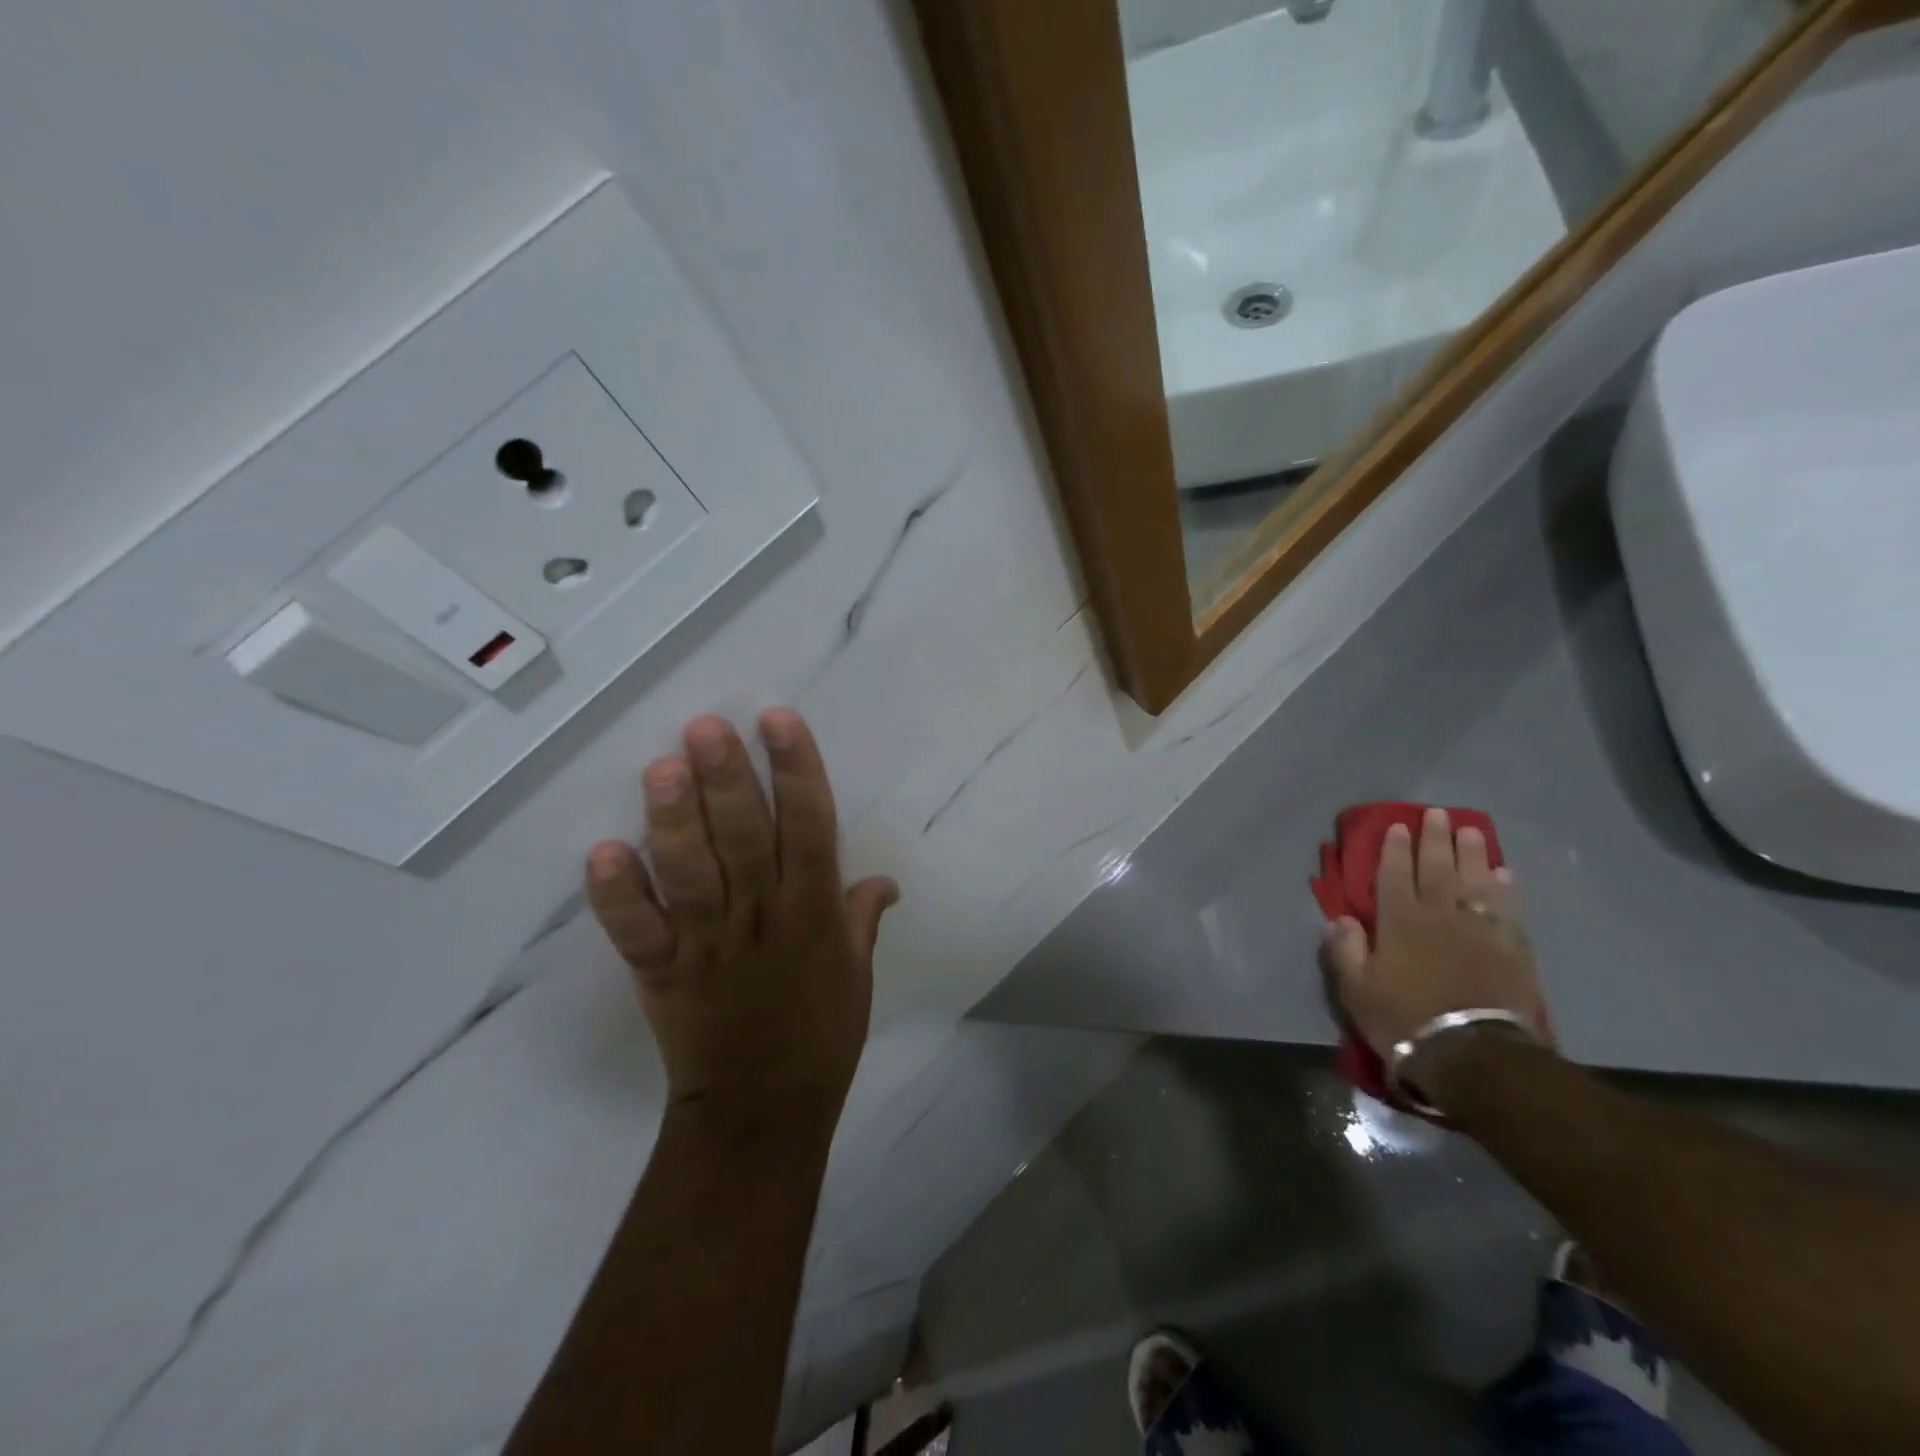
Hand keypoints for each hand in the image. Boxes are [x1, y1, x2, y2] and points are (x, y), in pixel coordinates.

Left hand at [585, 709, 897, 1126]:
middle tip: (705, 726)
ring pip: (690, 874)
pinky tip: (602, 852)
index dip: (796, 772)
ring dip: (674, 822)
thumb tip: (884, 880)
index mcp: (813, 915)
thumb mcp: (858, 974)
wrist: (762, 1111)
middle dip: (727, 780)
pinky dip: (617, 896)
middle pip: (743, 839)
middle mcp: (762, 919)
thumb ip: (863, 919)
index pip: (810, 829)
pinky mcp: (662, 974)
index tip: (778, 721)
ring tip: (661, 768)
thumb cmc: (821, 1035)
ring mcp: (707, 945)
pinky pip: (637, 932)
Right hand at [1322, 808, 1548, 1092]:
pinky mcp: (1511, 950)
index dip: (1393, 849)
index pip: (1393, 875)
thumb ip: (1345, 949)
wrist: (1473, 1055)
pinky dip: (1505, 890)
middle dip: (1434, 839)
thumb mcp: (1355, 989)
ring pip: (1474, 881)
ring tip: (1470, 830)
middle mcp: (1439, 916)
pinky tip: (1504, 875)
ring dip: (1471, 854)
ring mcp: (1479, 930)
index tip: (1396, 826)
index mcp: (1398, 922)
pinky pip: (1508, 910)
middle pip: (1436, 869)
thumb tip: (1340, 918)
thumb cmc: (1403, 1020)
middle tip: (1436, 813)